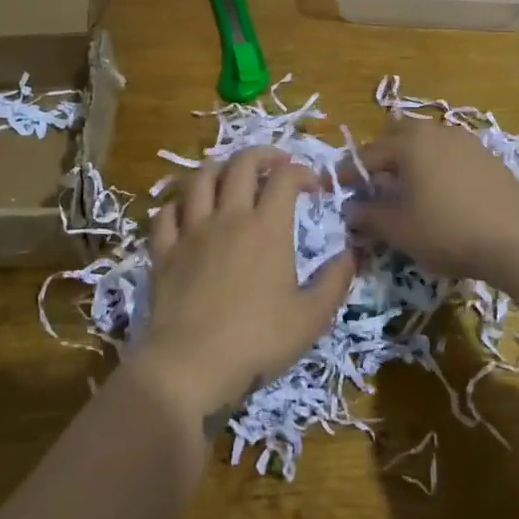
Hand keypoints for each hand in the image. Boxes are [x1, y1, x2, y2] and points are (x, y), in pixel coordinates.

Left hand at [137, 147, 354, 426]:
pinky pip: (166, 213)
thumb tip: (354, 252)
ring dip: (219, 168)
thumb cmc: (257, 341)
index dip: (302, 171)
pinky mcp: (164, 251)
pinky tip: (187, 210)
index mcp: (267, 227)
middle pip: (240, 165)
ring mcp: (191, 231)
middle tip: (276, 162)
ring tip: (230, 175)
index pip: (284, 178)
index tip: (314, 185)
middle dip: (261, 154)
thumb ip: (336, 281)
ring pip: (200, 179)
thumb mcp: (311, 317)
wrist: (190, 364)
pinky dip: (178, 203)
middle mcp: (228, 217)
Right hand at [346, 121, 518, 286]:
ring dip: (410, 161)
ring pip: (427, 143)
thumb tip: (349, 208)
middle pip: (398, 136)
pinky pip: (450, 155)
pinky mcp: (488, 158)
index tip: (338, 190)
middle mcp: (436, 132)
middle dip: (381, 157)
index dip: (350, 174)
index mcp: (409, 143)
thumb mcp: (399, 229)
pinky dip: (436, 167)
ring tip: (406, 190)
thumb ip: (368, 215)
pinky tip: (440, 195)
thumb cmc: (448, 231)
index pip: (368, 154)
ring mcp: (467, 142)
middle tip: (374, 185)